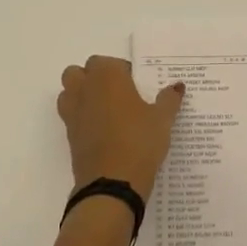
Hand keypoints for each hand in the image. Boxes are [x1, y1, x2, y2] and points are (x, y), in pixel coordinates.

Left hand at [56, 56, 185, 199]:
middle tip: (117, 94)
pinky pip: (70, 117)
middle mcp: (85, 89)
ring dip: (81, 95)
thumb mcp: (162, 120)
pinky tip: (102, 132)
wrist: (112, 184)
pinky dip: (81, 118)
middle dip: (94, 78)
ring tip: (105, 111)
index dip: (121, 70)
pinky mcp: (69, 136)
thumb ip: (169, 99)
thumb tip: (177, 86)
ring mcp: (73, 112)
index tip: (136, 85)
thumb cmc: (140, 141)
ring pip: (68, 92)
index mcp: (107, 76)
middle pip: (79, 72)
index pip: (108, 61)